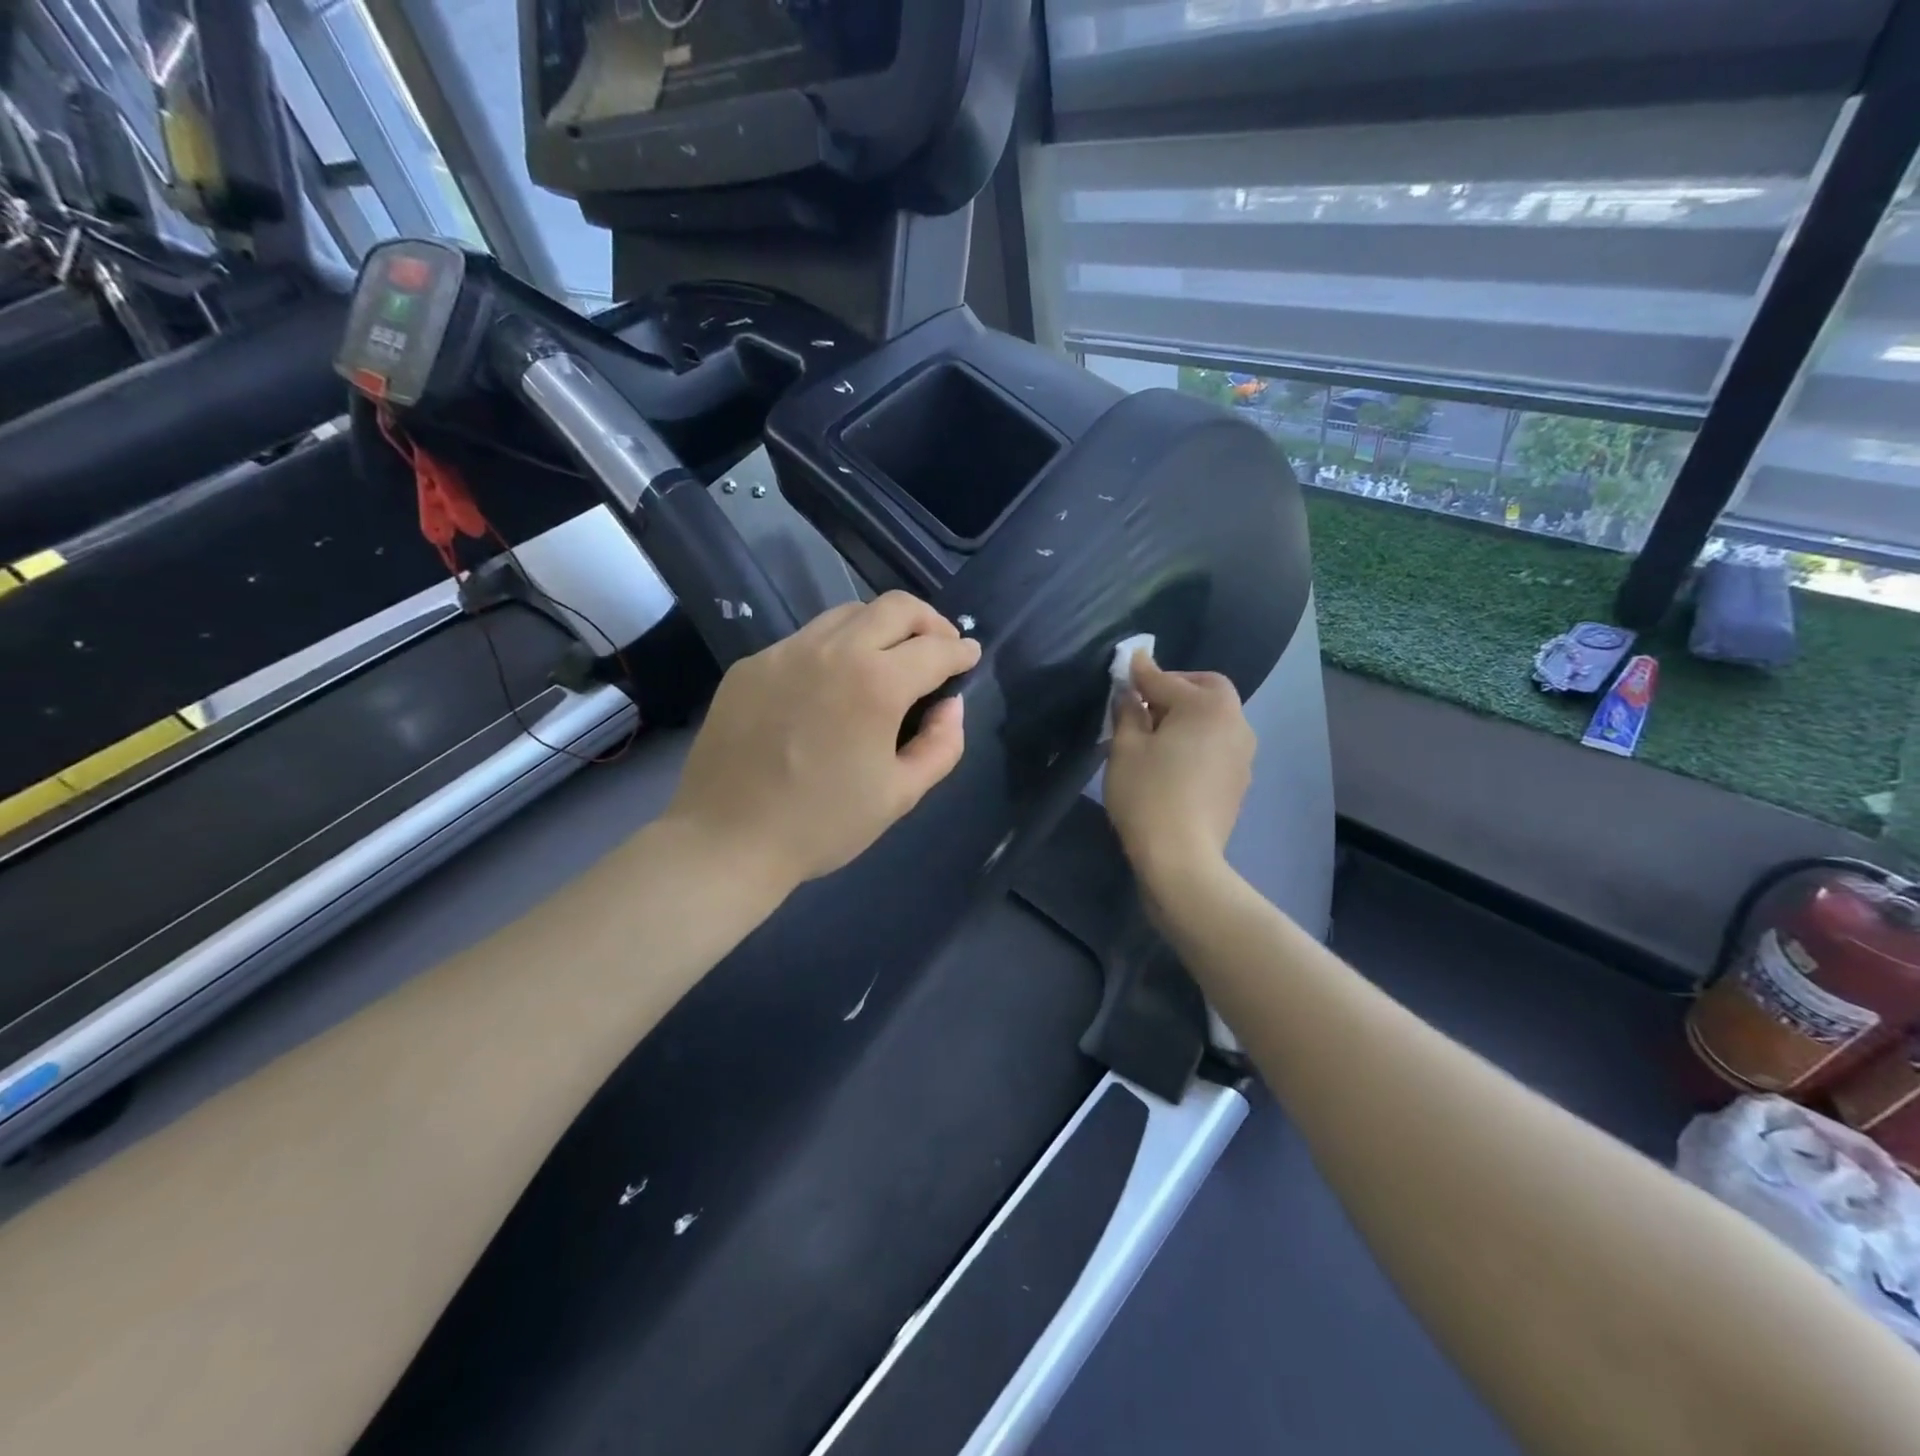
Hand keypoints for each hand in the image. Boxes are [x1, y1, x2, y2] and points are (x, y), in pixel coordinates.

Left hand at [665, 591, 981, 893]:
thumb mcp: (900, 795)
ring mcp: (786, 652)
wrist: (726, 839)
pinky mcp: (752, 664)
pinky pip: (806, 640)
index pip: (935, 648)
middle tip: (939, 647)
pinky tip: (831, 685)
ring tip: (888, 660)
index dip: (961, 651)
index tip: (969, 657)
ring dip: (881, 628)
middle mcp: (832, 650)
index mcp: (876, 684)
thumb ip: (941, 744)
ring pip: (847, 614)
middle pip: (895, 607)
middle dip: (930, 621)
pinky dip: (835, 649)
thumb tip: (950, 705)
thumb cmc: (822, 824)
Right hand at [1105, 652, 1255, 893]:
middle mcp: (1236, 722)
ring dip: (1188, 716)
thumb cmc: (1148, 795)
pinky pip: (1217, 745)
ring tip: (1155, 733)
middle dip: (1176, 689)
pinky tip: (1172, 760)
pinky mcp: (1240, 780)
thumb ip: (1128, 711)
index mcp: (1208, 706)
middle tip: (1144, 702)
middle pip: (1206, 691)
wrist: (1182, 859)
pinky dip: (1197, 741)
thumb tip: (1130, 691)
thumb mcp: (1126, 748)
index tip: (1125, 665)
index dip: (1141, 673)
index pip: (1167, 679)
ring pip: (1214, 719)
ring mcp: (1244, 754)